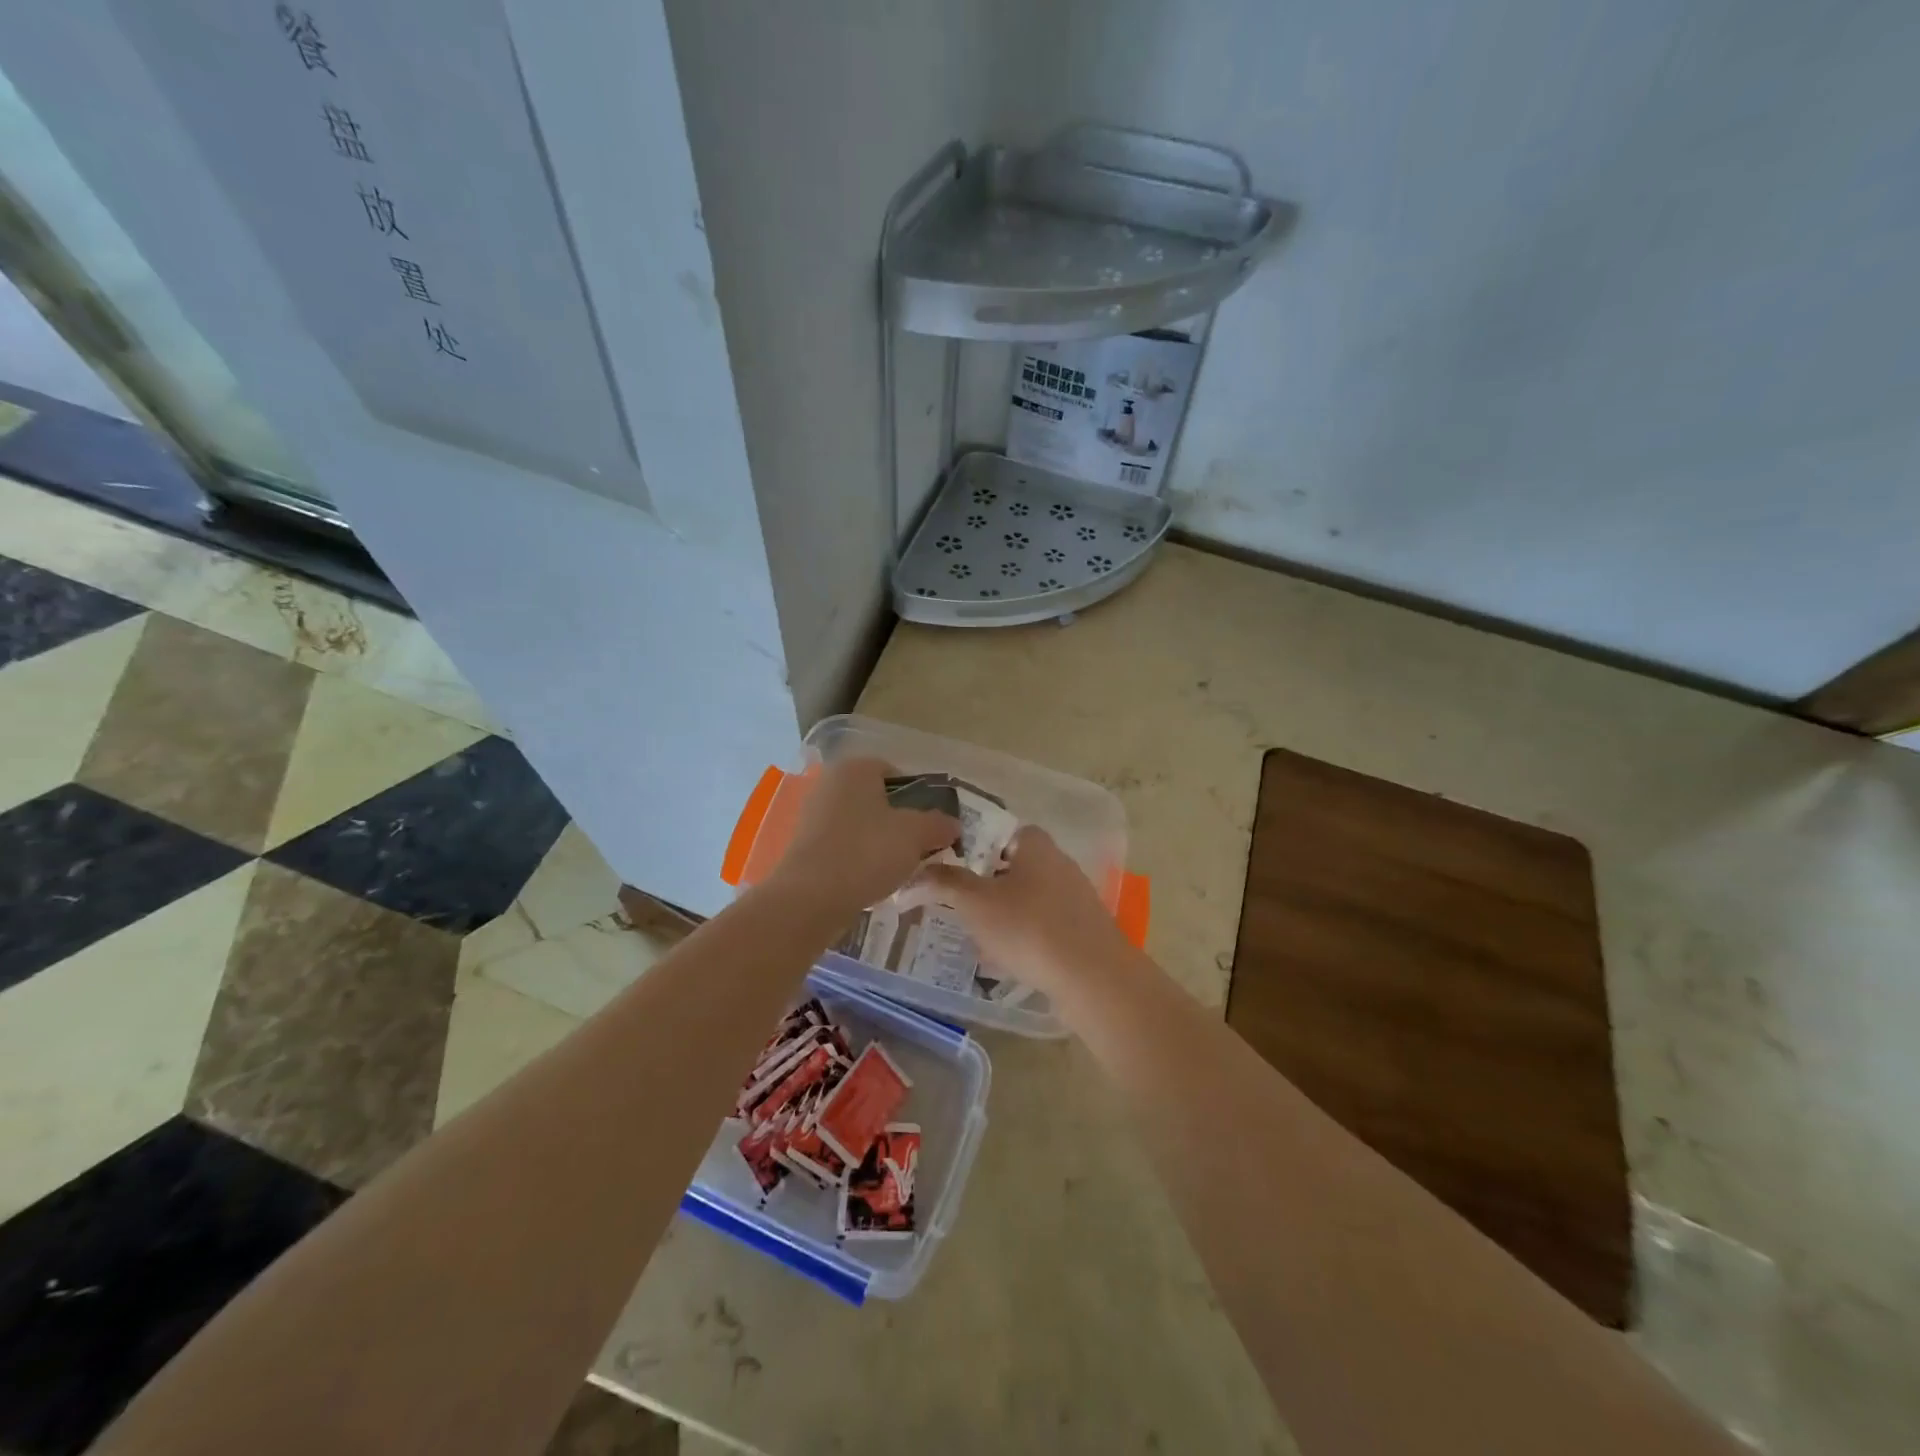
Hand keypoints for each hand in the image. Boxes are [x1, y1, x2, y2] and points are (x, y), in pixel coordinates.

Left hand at [767, 758, 959, 919]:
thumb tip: (953, 825)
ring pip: (860, 825)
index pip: (896, 773)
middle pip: (877, 800)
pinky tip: (871, 880)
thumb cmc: (867, 852)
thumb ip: (939, 824)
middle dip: (900, 822)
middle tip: (919, 848)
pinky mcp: (804, 846)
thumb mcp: (916, 835)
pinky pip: (843, 846)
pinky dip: (859, 859)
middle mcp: (830, 784)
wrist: (810, 898)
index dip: (919, 798)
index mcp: (855, 768)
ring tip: (897, 869)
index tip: (931, 825)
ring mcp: (812, 815)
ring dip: (880, 843)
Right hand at [913, 827, 1133, 999]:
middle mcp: (1059, 863)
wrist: (1093, 978)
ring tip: (977, 940)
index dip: (972, 848)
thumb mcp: (975, 903)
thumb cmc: (1029, 928)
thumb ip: (943, 882)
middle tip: (958, 907)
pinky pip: (1044, 927)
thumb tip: (912, 874)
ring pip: (1027, 900)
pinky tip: (1007, 962)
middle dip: (985, 887)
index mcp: (1035, 844)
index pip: (999, 832)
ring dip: (1003, 916)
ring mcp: (1075, 898)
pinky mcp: (1083, 930)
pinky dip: (1024, 939)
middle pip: (1012, 867)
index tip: (950, 870)